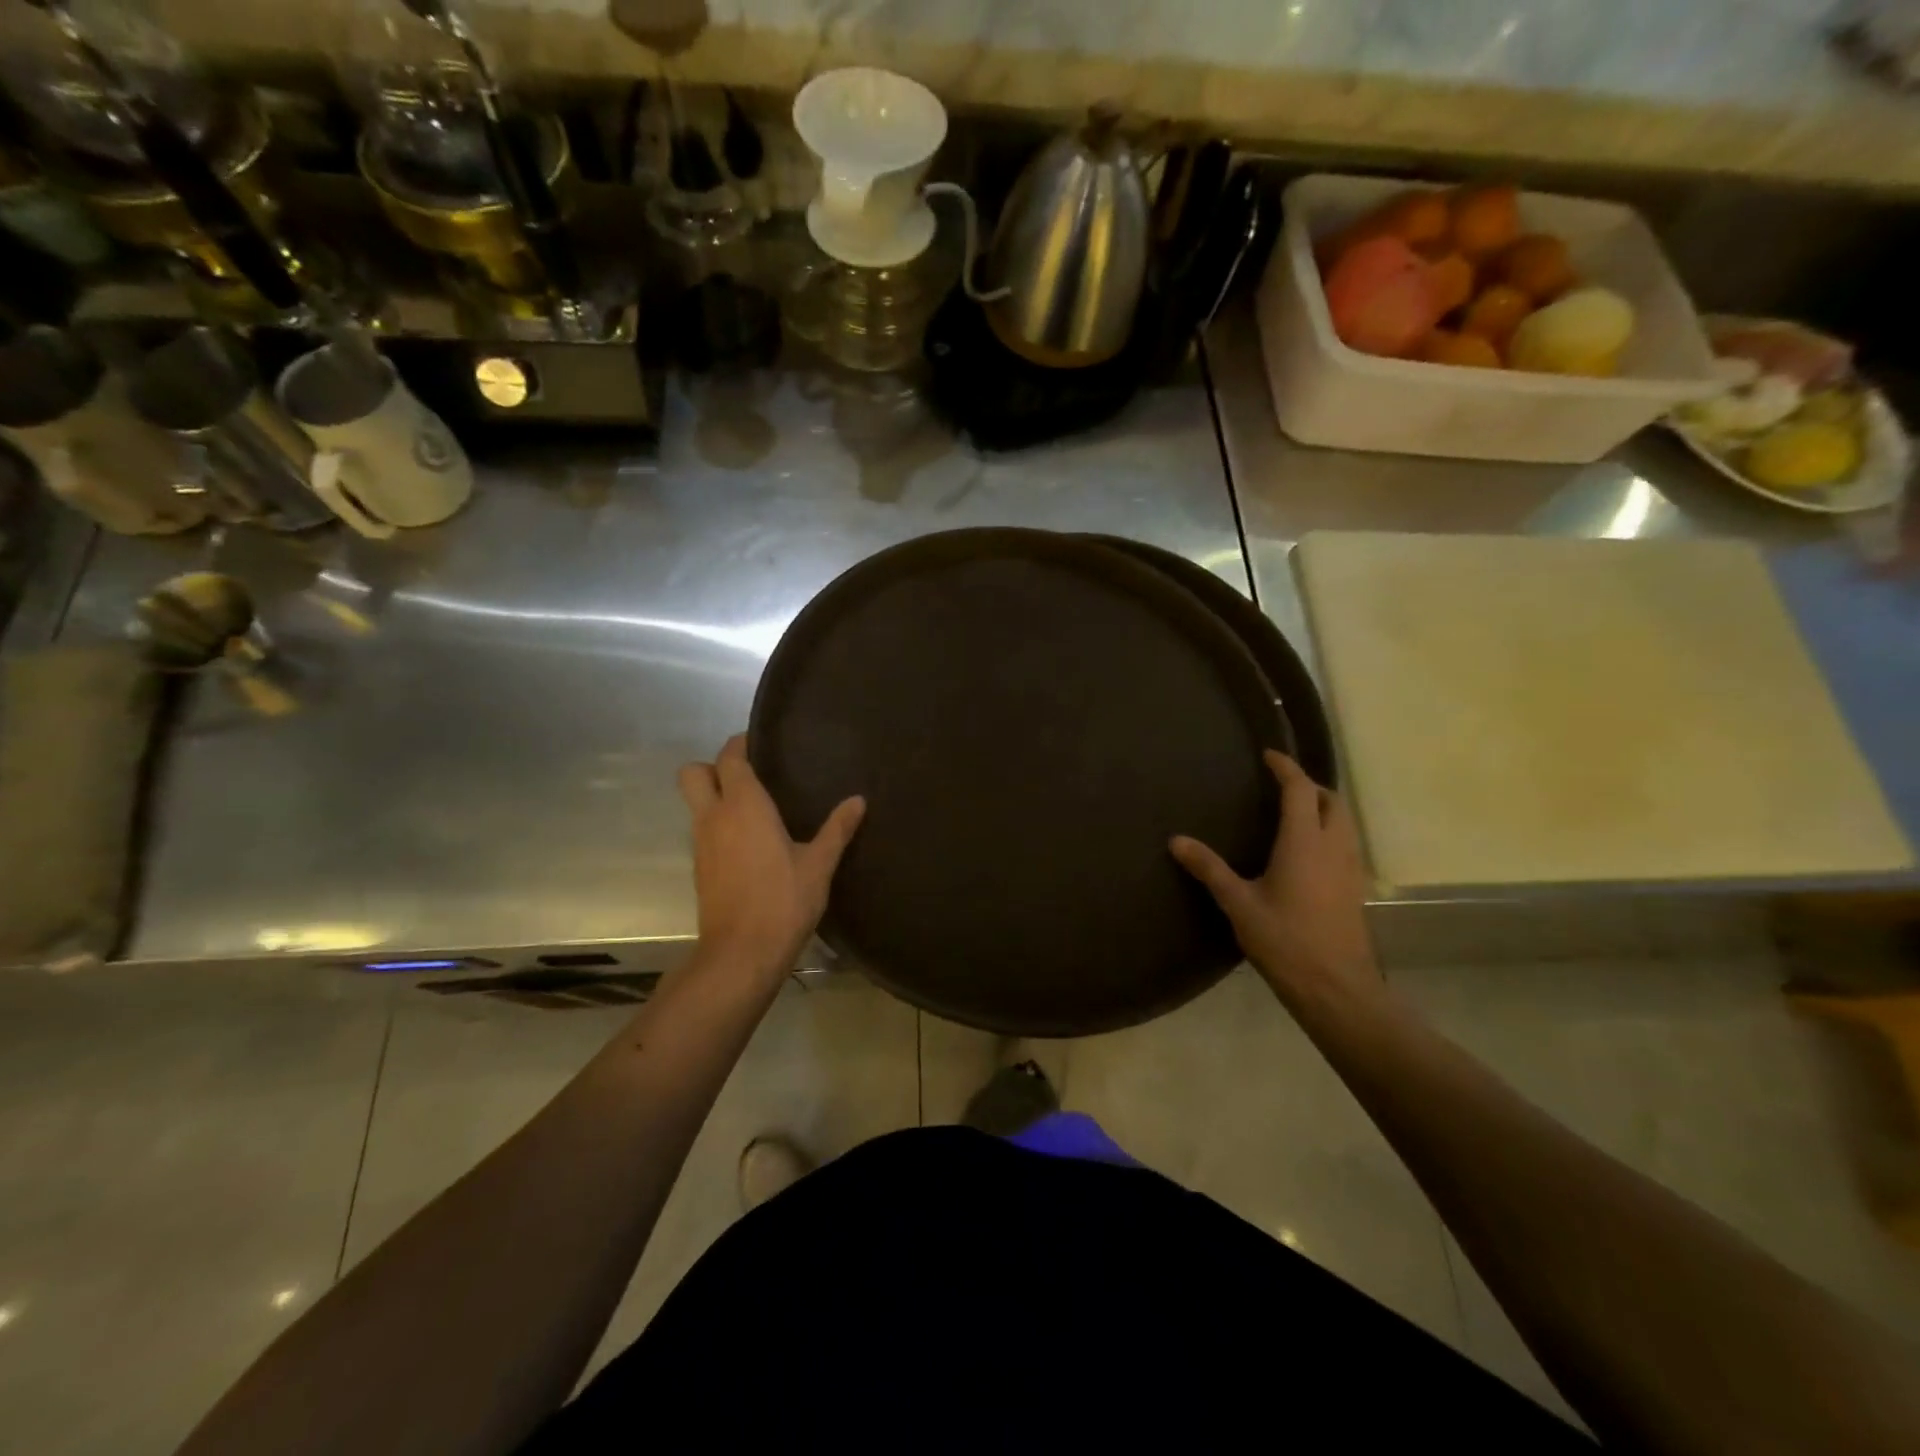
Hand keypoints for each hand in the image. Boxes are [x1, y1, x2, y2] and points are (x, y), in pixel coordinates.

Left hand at [677, 735, 865, 979]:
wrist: (741, 954)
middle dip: (714, 766)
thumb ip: (837, 829)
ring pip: (695, 803)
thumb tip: (858, 800)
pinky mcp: (700, 868)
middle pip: (693, 773)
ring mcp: (701, 844)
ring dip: (716, 796)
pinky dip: (719, 825)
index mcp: (744, 807)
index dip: (740, 744)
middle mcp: (714, 817)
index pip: (729, 758)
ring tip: (756, 808)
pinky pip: (703, 830)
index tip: (761, 743)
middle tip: (750, 775)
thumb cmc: (783, 902)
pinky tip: (750, 842)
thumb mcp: (819, 865)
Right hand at [1170, 752, 1378, 1008]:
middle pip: (1331, 800)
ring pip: (1344, 822)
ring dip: (1322, 807)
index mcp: (1304, 843)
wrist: (1337, 988)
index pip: (1300, 790)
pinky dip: (1328, 832)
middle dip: (1309, 785)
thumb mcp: (1239, 904)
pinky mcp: (1354, 889)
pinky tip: (1305, 852)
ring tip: (1292, 814)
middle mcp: (1333, 847)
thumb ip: (1209, 869)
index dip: (1286, 768)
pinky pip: (1345, 843)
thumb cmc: (1285, 941)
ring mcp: (1349, 868)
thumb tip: (1176, 840)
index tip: (1268, 755)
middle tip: (1280, 786)